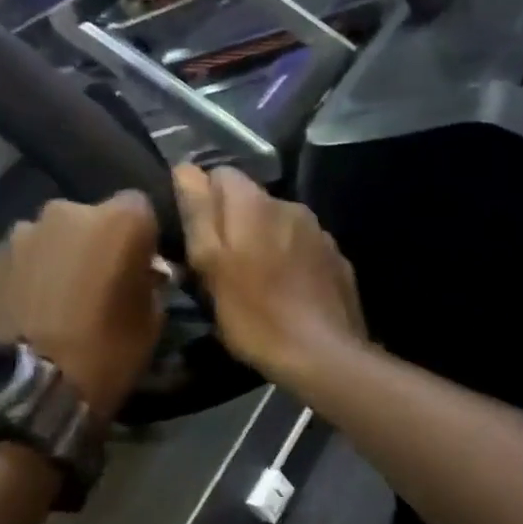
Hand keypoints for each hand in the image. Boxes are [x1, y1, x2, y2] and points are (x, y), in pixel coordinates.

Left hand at [0, 192, 165, 422]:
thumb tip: (142, 276)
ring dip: (58, 257)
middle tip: (96, 283)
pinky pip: (21, 258)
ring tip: (56, 299)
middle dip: (95, 243)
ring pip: (52, 237)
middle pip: (90, 218)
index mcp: (118, 221)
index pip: (139, 208)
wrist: (30, 389)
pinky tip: (28, 309)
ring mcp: (23, 232)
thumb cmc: (105, 353)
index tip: (138, 267)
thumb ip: (149, 285)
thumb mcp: (150, 324)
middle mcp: (68, 212)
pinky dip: (27, 275)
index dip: (140, 238)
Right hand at [172, 164, 366, 387]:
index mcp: (254, 203)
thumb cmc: (255, 315)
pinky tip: (286, 291)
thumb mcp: (210, 266)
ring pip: (278, 223)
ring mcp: (318, 231)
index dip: (201, 200)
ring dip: (263, 240)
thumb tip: (186, 169)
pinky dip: (290, 258)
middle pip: (250, 199)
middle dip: (232, 223)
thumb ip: (198, 213)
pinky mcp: (336, 258)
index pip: (218, 174)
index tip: (193, 235)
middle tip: (219, 265)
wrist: (323, 354)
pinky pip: (302, 246)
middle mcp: (289, 205)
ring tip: (254, 280)